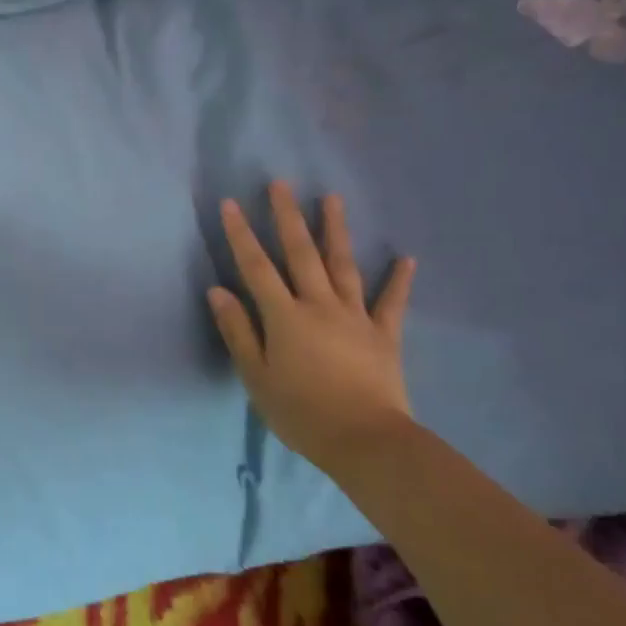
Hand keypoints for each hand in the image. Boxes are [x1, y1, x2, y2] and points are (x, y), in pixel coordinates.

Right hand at [208, 184, 416, 465]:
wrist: (366, 442)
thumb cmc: (301, 412)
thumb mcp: (256, 377)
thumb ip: (238, 331)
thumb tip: (218, 290)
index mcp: (285, 316)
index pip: (256, 268)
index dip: (241, 235)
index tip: (230, 204)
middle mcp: (319, 305)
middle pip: (301, 253)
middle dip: (288, 216)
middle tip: (281, 183)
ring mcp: (355, 317)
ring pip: (343, 265)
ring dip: (336, 230)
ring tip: (333, 198)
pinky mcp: (384, 335)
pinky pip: (391, 302)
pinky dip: (399, 280)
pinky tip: (407, 258)